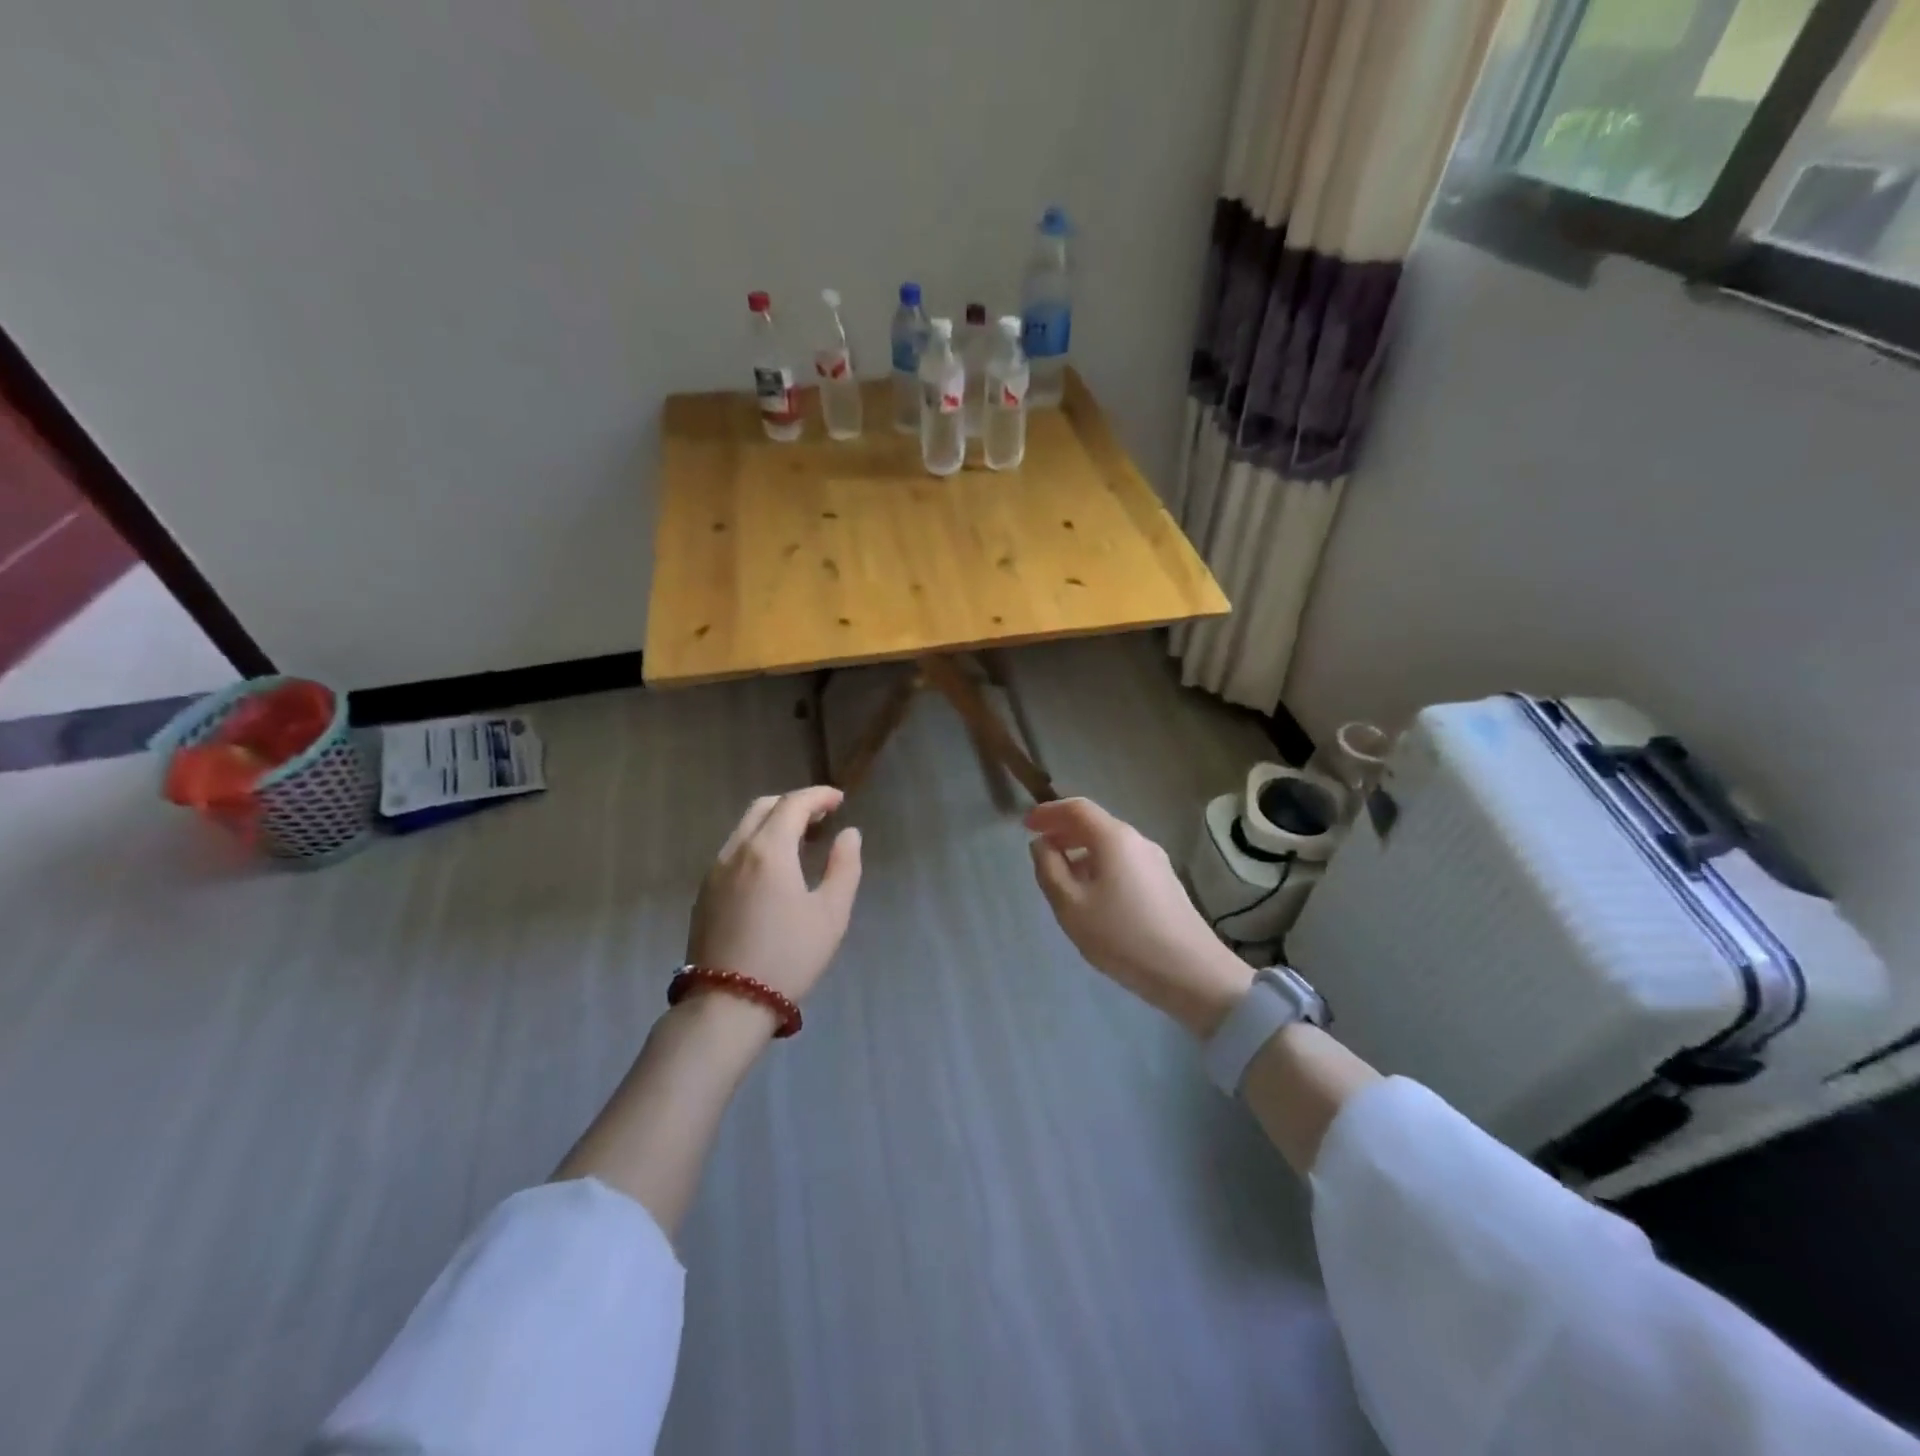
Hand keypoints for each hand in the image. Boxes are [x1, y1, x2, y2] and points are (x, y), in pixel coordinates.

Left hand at [686, 787, 862, 1011]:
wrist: (728, 1004)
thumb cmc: (789, 956)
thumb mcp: (831, 914)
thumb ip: (844, 867)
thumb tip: (849, 834)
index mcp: (768, 850)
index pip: (793, 804)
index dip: (818, 796)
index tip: (840, 800)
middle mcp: (736, 851)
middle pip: (763, 808)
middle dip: (794, 804)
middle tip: (822, 817)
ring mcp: (714, 872)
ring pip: (744, 828)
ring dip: (773, 823)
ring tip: (800, 841)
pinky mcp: (704, 894)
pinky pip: (733, 851)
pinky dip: (756, 843)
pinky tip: (772, 868)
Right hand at [1027, 797, 1252, 1038]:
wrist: (1190, 973)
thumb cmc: (1122, 936)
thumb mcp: (1071, 906)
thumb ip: (1050, 869)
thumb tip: (1041, 844)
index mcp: (1114, 838)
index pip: (1077, 808)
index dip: (1048, 811)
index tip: (1025, 824)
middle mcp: (1137, 840)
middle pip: (1095, 823)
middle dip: (1063, 830)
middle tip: (1039, 846)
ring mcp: (1155, 861)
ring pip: (1110, 844)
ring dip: (1081, 849)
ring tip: (1060, 873)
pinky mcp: (1164, 883)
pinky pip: (1123, 861)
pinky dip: (1099, 864)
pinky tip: (1091, 892)